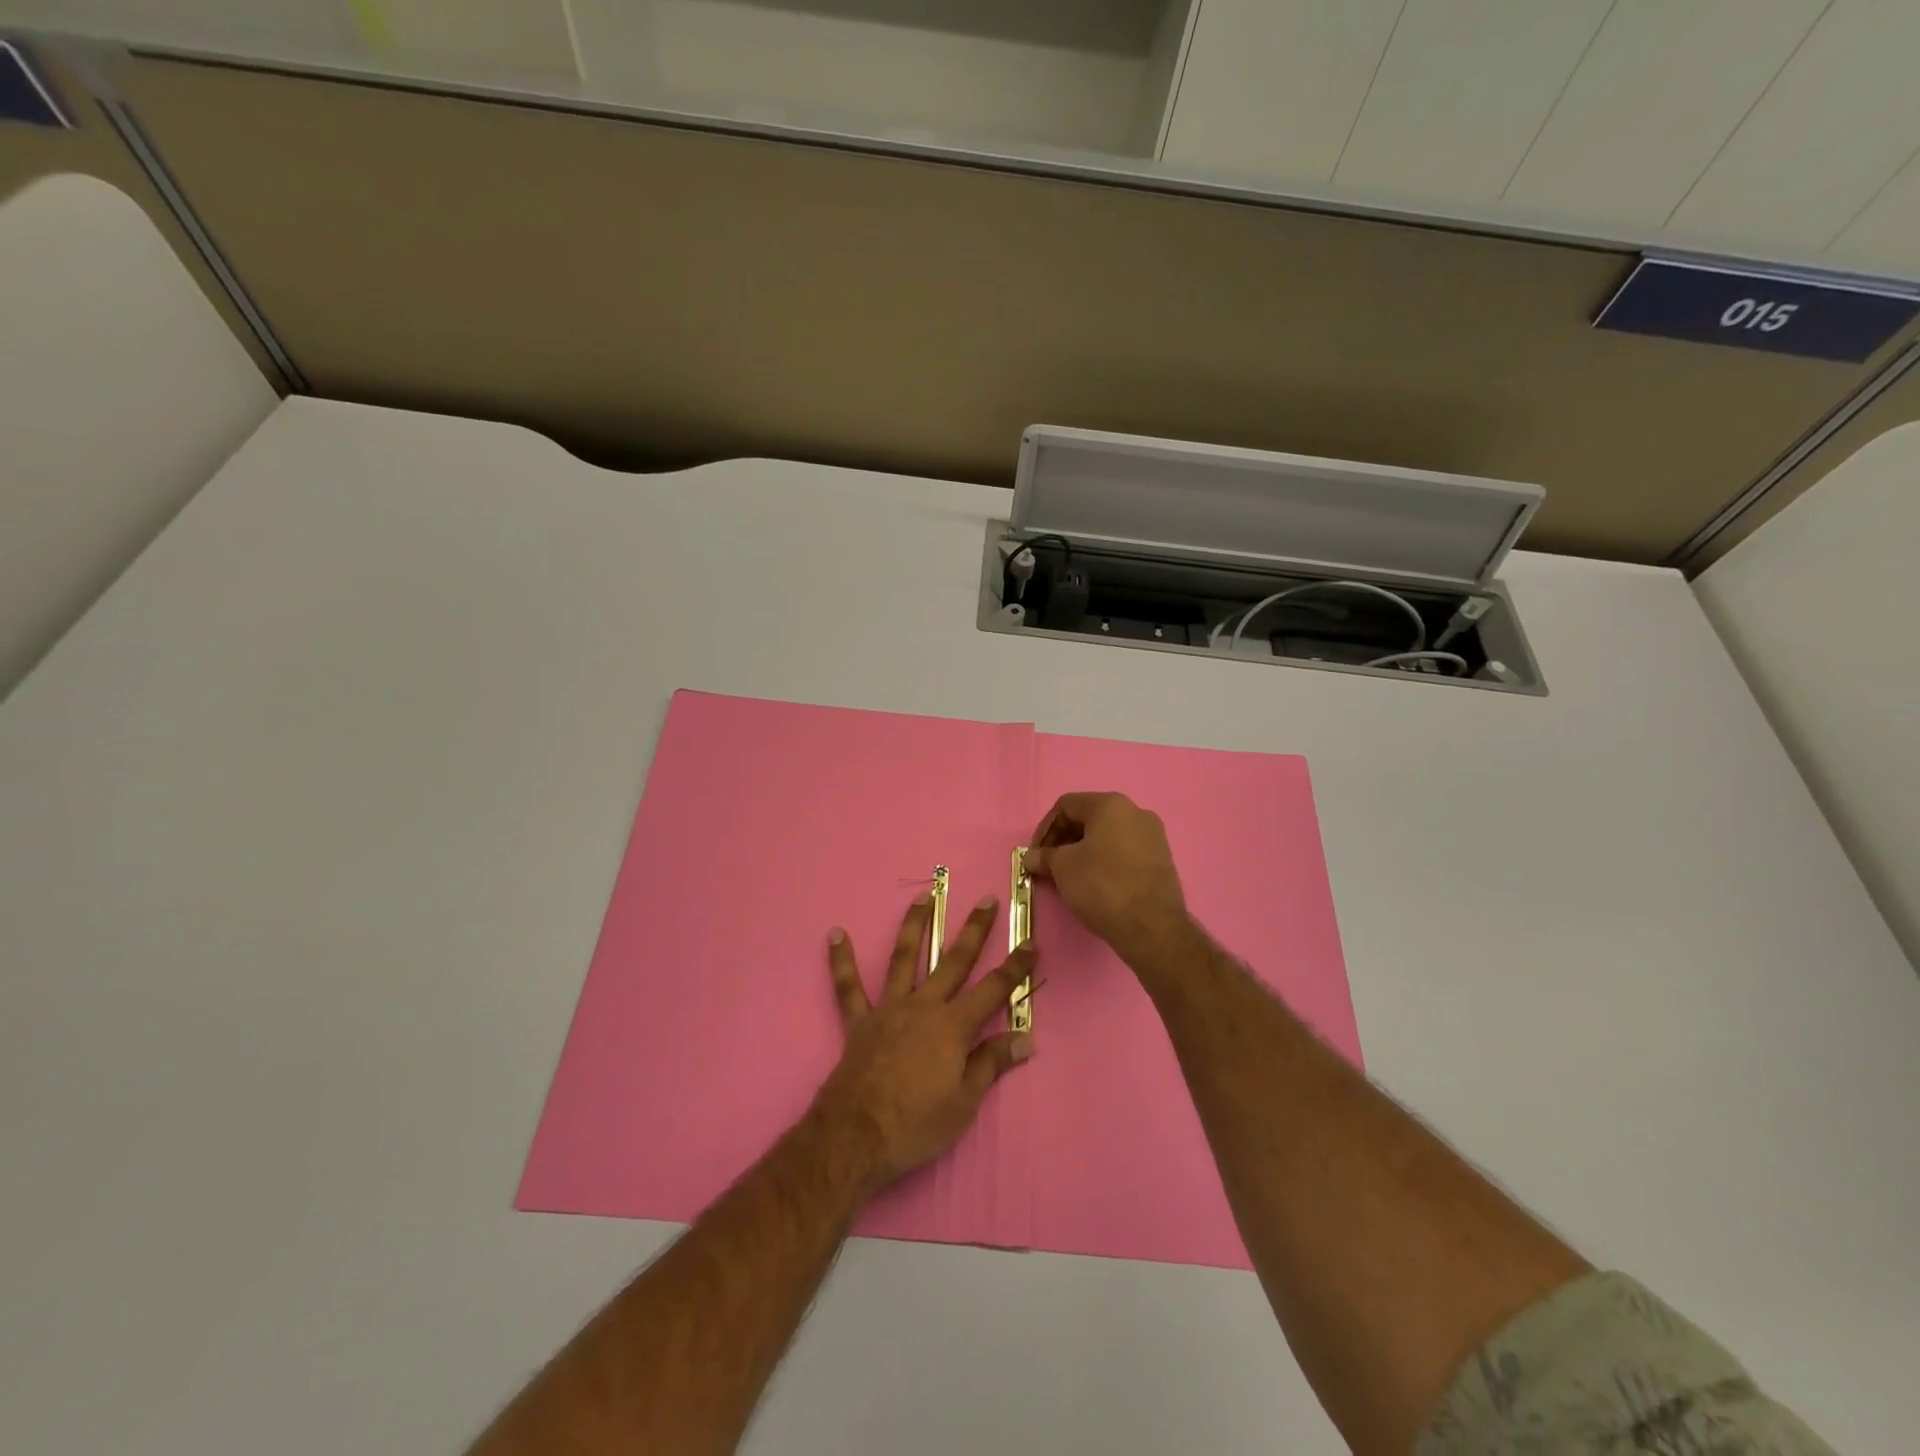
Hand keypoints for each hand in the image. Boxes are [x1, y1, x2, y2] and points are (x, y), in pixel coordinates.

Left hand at [814, 893, 1034, 1192]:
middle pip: (954, 961)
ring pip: (904, 958)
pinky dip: (841, 961)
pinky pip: (848, 987)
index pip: (994, 989)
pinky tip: (836, 934)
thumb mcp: (965, 1102)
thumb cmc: (917, 1124)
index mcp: (953, 1026)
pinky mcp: (860, 1022)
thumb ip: (991, 1064)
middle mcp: (924, 1006)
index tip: (1030, 942)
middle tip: (986, 900)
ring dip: (914, 926)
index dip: (1015, 967)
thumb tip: (1025, 1039)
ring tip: (922, 897)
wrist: (857, 1137)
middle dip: (974, 930)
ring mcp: (889, 1009)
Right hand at [1026, 792, 1189, 967]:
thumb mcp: (1063, 868)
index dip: (1045, 829)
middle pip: (1089, 818)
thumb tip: (1030, 857)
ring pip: (1107, 836)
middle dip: (1064, 840)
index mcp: (1111, 804)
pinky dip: (1105, 862)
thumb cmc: (1102, 886)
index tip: (1036, 855)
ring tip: (1070, 877)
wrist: (1152, 927)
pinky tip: (1095, 884)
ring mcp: (1153, 836)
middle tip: (1049, 866)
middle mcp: (1136, 812)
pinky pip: (1125, 852)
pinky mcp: (1162, 860)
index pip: (1066, 806)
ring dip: (1083, 852)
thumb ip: (1044, 856)